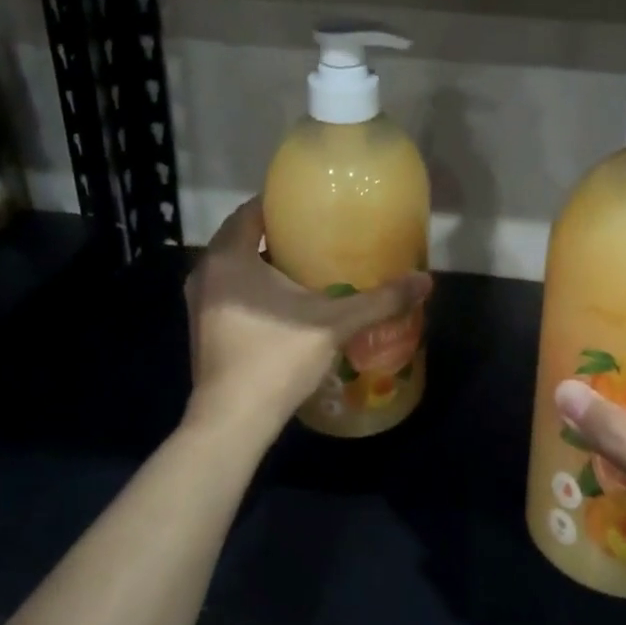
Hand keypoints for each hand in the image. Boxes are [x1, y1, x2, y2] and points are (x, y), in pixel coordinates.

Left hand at [184, 199, 432, 448]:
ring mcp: (200, 302)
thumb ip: (380, 300)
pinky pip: (230, 291)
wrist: (232, 421)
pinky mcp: (203, 328)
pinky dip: (254, 287)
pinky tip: (286, 302)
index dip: (281, 204)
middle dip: (277, 234)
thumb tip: (426, 281)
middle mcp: (206, 272)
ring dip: (264, 262)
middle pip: (243, 237)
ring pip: (235, 267)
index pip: (252, 210)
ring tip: (307, 264)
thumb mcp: (335, 324)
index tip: (313, 205)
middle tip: (318, 234)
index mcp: (229, 256)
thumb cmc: (276, 358)